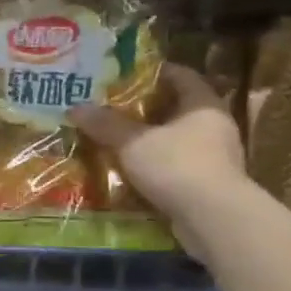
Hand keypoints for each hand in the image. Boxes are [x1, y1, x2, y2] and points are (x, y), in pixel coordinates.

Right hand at [70, 64, 250, 257]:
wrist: (212, 219)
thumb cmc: (177, 166)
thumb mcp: (132, 142)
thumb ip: (105, 124)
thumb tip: (75, 107)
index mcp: (203, 106)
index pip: (182, 76)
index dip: (156, 71)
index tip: (127, 73)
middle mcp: (214, 127)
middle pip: (178, 108)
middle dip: (146, 107)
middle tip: (113, 106)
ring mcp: (215, 157)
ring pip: (176, 139)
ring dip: (149, 139)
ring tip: (116, 139)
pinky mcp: (207, 184)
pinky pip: (176, 166)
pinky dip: (154, 165)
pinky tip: (129, 170)